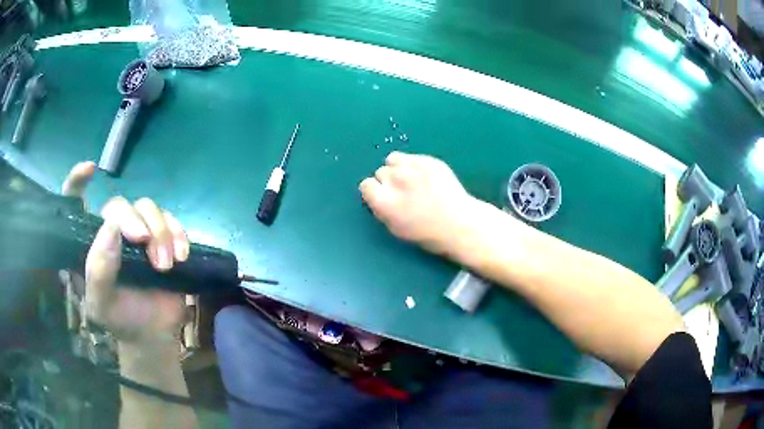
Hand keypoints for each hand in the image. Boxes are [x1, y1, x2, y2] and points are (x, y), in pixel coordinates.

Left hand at [62, 162, 187, 345]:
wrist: (154, 335)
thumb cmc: (121, 321)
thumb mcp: (101, 305)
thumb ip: (98, 270)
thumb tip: (112, 228)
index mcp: (88, 244)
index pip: (76, 204)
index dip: (78, 182)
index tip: (91, 171)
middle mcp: (110, 232)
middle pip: (119, 205)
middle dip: (134, 219)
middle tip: (145, 243)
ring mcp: (137, 234)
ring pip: (148, 207)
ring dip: (160, 232)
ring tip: (166, 264)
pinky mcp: (161, 239)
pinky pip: (171, 220)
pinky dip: (178, 233)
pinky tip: (182, 255)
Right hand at [359, 152, 480, 254]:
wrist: (459, 223)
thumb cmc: (426, 233)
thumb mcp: (395, 228)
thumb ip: (380, 208)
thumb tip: (375, 195)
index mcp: (385, 202)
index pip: (366, 185)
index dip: (374, 191)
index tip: (383, 197)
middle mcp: (396, 181)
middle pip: (380, 172)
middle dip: (387, 181)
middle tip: (401, 191)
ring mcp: (413, 168)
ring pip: (392, 159)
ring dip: (397, 169)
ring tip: (410, 179)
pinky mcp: (428, 160)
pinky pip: (410, 156)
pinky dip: (412, 164)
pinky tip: (423, 176)